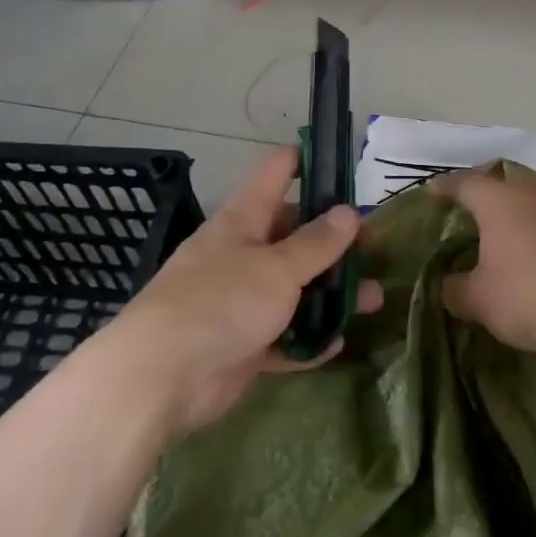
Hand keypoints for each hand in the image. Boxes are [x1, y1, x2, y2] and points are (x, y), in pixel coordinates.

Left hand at [101, 145, 382, 434]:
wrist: (161, 376)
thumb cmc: (221, 302)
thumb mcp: (277, 268)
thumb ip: (316, 243)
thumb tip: (348, 211)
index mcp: (243, 220)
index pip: (276, 173)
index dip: (306, 160)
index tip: (342, 160)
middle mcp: (241, 253)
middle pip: (293, 235)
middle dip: (334, 241)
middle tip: (374, 248)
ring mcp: (241, 300)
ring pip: (295, 288)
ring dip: (330, 294)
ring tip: (373, 300)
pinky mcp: (242, 343)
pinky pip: (284, 335)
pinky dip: (308, 338)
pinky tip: (337, 343)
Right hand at [433, 166, 535, 360]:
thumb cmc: (534, 296)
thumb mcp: (481, 302)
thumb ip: (457, 290)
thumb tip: (450, 285)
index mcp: (501, 201)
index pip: (465, 183)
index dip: (446, 187)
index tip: (434, 192)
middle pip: (509, 183)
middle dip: (493, 195)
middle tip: (479, 214)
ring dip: (530, 214)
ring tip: (520, 236)